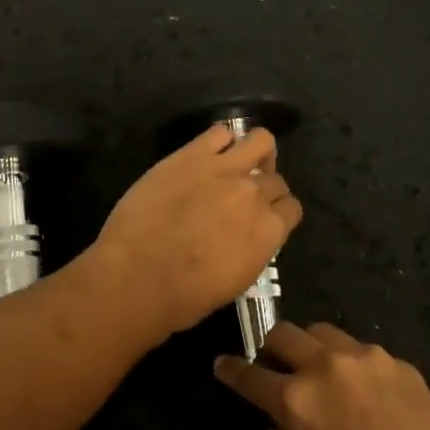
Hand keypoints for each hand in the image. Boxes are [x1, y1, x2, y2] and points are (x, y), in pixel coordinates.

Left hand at [92, 125, 302, 337]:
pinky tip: (207, 156)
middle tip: (242, 199)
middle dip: (264, 188)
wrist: (137, 276)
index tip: (262, 219)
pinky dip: (220, 141)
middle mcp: (255, 194)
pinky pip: (220, 132)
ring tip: (237, 165)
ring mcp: (225, 169)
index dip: (278, 213)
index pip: (292, 209)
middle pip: (276, 179)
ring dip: (255, 153)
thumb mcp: (236, 281)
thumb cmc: (185, 297)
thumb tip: (249, 234)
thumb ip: (252, 248)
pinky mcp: (193, 154)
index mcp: (269, 231)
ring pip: (261, 140)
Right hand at [214, 322, 429, 429]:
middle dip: (272, 348)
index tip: (222, 364)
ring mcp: (365, 358)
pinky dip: (354, 365)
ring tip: (321, 372)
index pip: (250, 376)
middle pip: (284, 333)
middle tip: (276, 368)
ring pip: (324, 332)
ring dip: (313, 348)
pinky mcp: (399, 363)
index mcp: (296, 401)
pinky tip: (369, 394)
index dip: (232, 370)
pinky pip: (364, 352)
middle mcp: (325, 367)